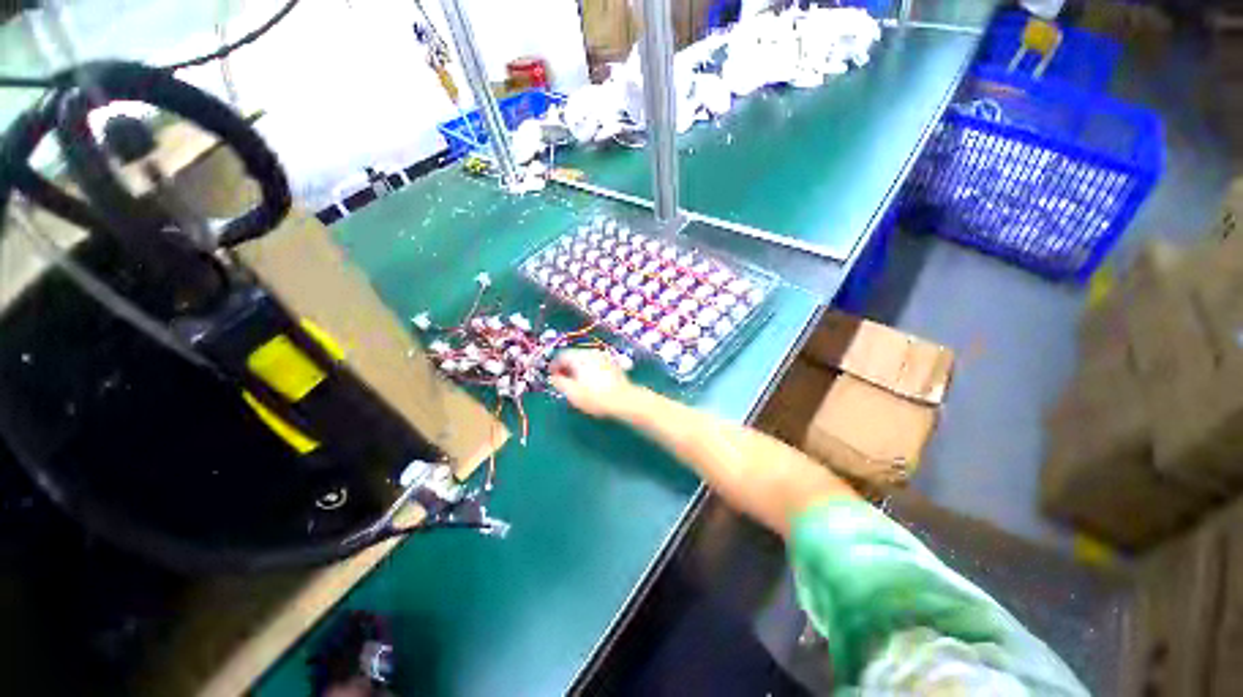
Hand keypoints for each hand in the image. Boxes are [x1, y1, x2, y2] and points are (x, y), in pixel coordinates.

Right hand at [550, 349, 637, 418]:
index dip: (554, 365)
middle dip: (566, 366)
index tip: (552, 375)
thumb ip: (559, 383)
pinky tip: (591, 381)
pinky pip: (596, 363)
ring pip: (585, 359)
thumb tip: (553, 377)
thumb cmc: (595, 397)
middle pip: (574, 355)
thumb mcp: (572, 393)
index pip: (562, 355)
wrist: (624, 400)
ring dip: (578, 367)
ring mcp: (603, 357)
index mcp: (579, 358)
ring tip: (576, 381)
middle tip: (563, 378)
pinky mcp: (612, 364)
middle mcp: (591, 353)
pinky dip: (589, 368)